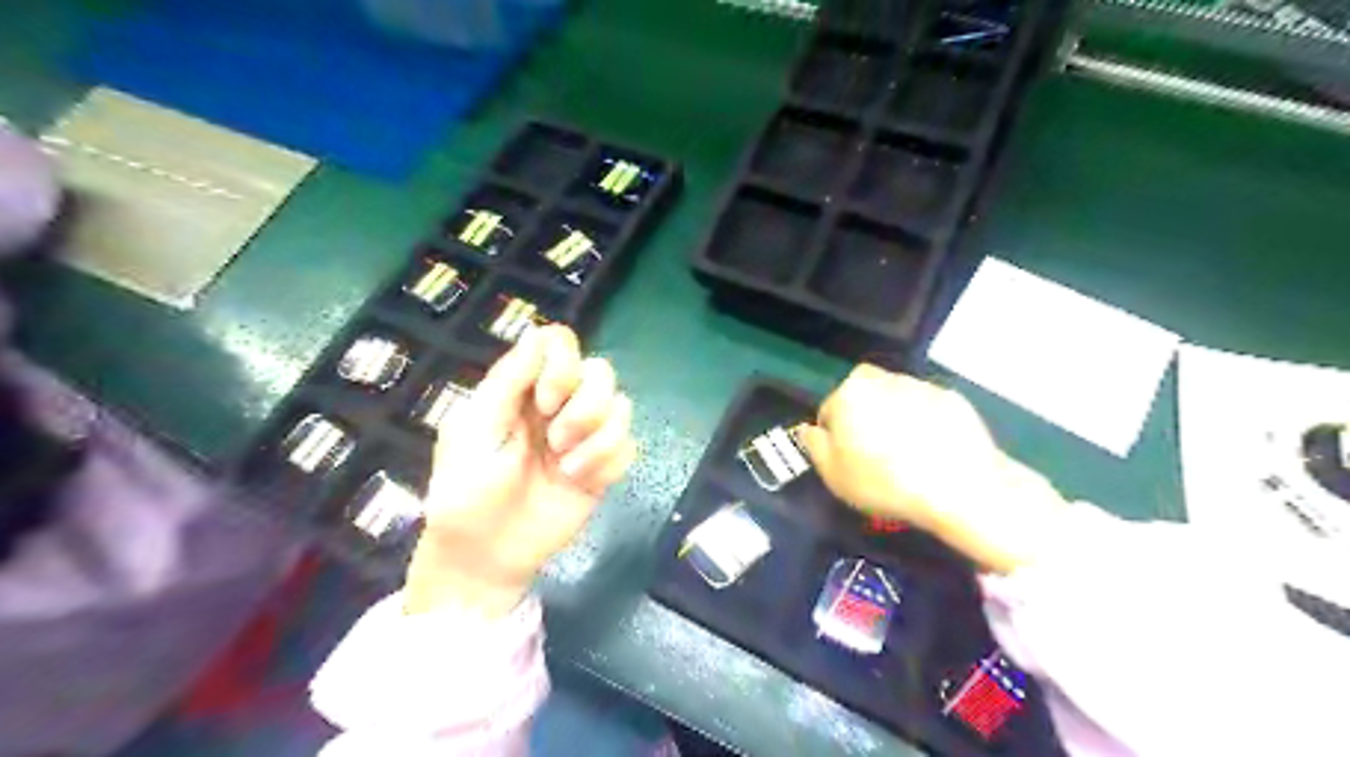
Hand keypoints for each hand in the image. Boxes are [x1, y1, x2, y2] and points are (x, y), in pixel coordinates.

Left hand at [402, 325, 636, 615]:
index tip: (545, 400)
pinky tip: (580, 482)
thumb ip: (507, 381)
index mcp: (524, 390)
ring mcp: (584, 438)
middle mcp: (560, 406)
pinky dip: (608, 461)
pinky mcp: (603, 469)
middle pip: (601, 371)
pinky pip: (628, 446)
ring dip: (597, 436)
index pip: (561, 345)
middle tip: (556, 438)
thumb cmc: (466, 490)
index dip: (563, 364)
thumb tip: (537, 332)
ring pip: (622, 406)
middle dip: (585, 404)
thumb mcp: (474, 429)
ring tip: (566, 467)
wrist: (485, 556)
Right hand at [793, 365, 1070, 571]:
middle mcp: (883, 379)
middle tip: (875, 454)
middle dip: (865, 418)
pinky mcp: (952, 398)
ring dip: (895, 418)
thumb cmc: (884, 482)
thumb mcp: (834, 475)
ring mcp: (921, 385)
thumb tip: (808, 429)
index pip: (829, 410)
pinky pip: (927, 408)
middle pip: (863, 397)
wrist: (958, 486)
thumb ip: (814, 446)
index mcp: (849, 393)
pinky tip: (932, 451)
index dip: (834, 437)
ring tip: (907, 454)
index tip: (847, 460)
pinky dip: (925, 423)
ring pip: (896, 399)